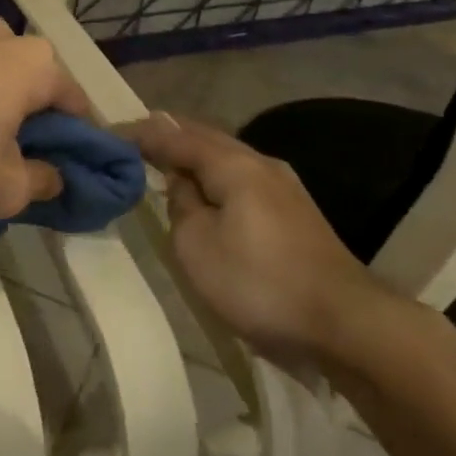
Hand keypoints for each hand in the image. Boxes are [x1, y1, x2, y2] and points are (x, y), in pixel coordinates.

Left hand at [0, 19, 93, 222]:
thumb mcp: (4, 189)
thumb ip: (41, 184)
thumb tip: (52, 176)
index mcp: (39, 64)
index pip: (78, 108)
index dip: (77, 148)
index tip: (63, 179)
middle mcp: (4, 39)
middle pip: (34, 93)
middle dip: (30, 132)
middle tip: (14, 174)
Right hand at [129, 112, 405, 368]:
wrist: (344, 322)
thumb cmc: (259, 283)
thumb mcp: (197, 247)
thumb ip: (181, 206)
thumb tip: (182, 185)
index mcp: (234, 165)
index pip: (177, 137)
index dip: (142, 134)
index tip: (110, 133)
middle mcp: (261, 164)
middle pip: (206, 139)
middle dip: (169, 137)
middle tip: (134, 141)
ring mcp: (284, 188)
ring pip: (227, 158)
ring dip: (193, 158)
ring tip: (163, 164)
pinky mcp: (295, 213)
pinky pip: (242, 180)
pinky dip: (214, 178)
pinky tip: (206, 193)